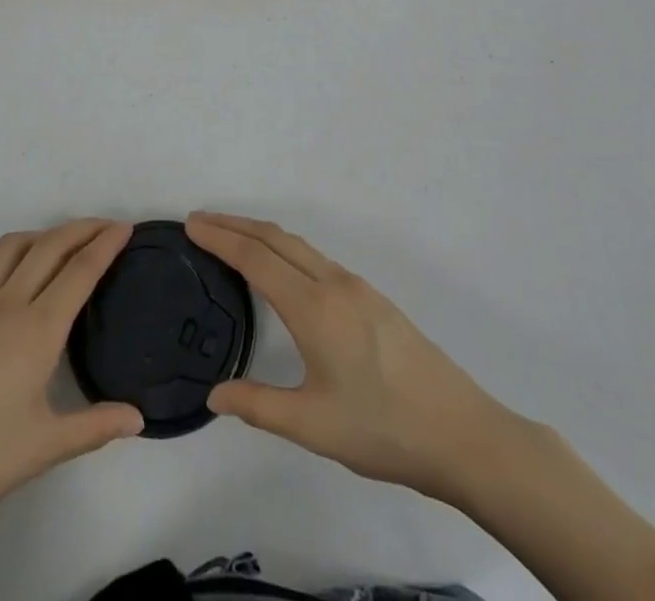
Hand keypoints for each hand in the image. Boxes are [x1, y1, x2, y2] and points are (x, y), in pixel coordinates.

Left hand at [0, 219, 143, 541]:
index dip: (106, 244)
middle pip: (50, 247)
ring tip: (59, 245)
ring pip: (11, 248)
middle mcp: (8, 304)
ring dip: (41, 236)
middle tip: (106, 226)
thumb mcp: (44, 448)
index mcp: (37, 329)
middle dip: (81, 229)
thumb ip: (95, 427)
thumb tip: (139, 417)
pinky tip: (4, 276)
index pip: (80, 271)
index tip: (127, 227)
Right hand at [186, 212, 521, 506]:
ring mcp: (357, 287)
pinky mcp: (372, 298)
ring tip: (231, 237)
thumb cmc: (383, 430)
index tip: (191, 225)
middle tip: (200, 221)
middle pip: (275, 238)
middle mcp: (333, 283)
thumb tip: (214, 395)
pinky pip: (316, 257)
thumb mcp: (313, 427)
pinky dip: (284, 248)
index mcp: (314, 307)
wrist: (463, 434)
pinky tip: (281, 268)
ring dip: (260, 233)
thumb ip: (259, 406)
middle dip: (234, 224)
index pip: (255, 258)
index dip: (220, 238)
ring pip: (298, 245)